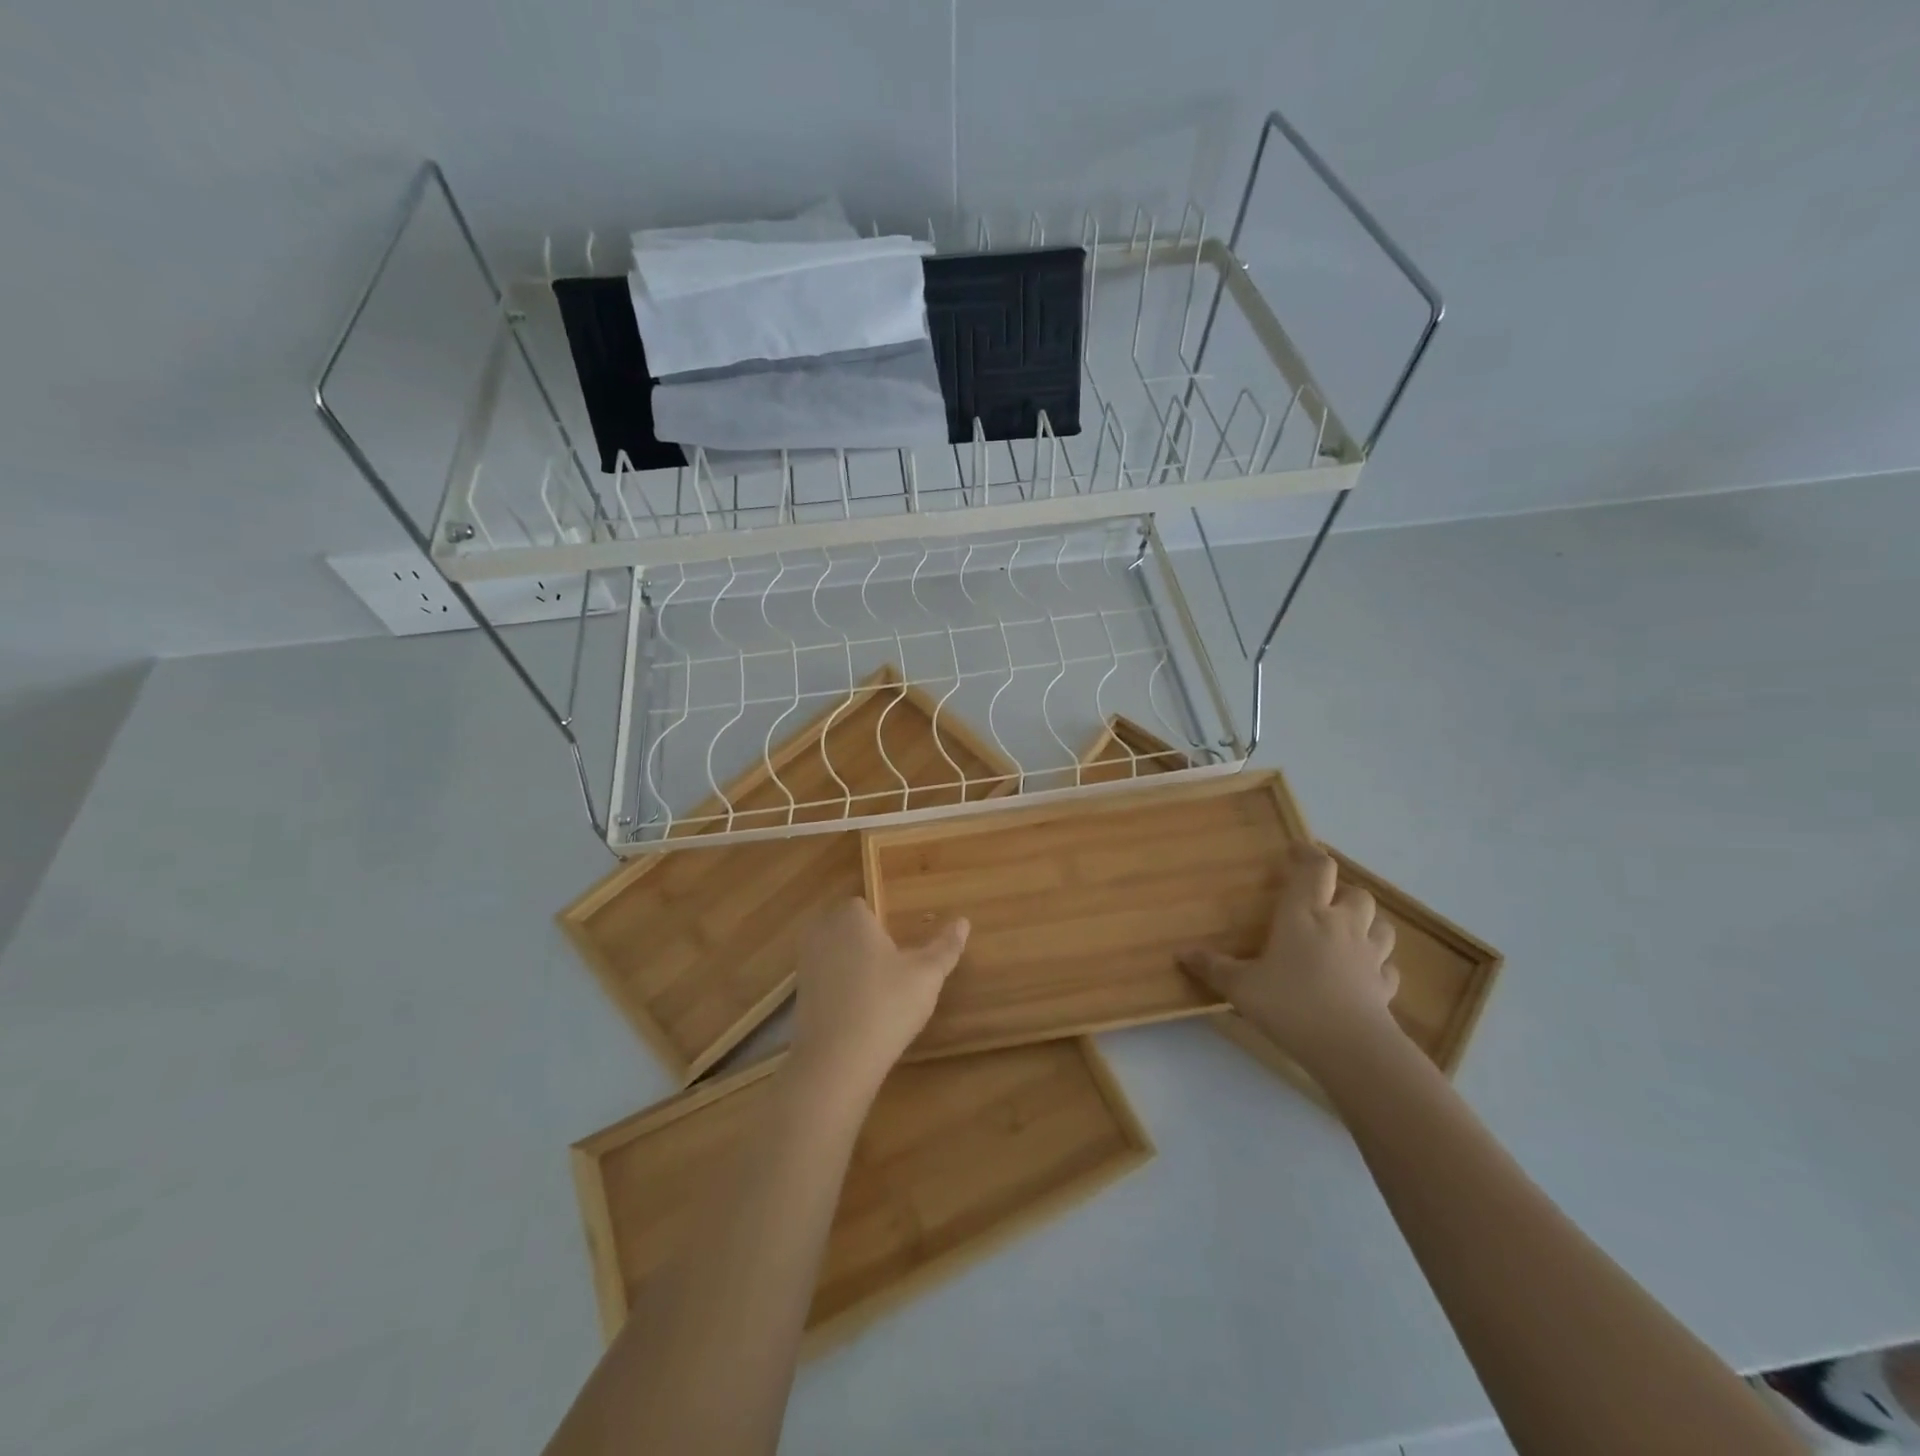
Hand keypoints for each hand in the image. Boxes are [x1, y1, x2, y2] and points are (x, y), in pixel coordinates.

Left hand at [788, 898, 969, 1099]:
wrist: (836, 1061)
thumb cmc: (887, 1005)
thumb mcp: (927, 975)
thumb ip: (946, 946)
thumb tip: (963, 922)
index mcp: (851, 917)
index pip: (864, 905)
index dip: (881, 923)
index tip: (899, 946)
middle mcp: (822, 932)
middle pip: (845, 927)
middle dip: (864, 940)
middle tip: (891, 966)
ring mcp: (806, 963)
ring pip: (832, 952)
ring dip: (849, 963)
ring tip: (878, 990)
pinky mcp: (799, 994)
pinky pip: (823, 978)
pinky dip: (838, 987)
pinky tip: (858, 1010)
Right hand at [1180, 842, 1400, 1072]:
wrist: (1351, 1048)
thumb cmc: (1290, 1004)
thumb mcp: (1241, 987)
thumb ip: (1213, 967)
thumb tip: (1180, 953)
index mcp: (1304, 914)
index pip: (1316, 869)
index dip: (1309, 855)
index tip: (1296, 850)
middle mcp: (1341, 925)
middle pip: (1356, 892)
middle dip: (1341, 890)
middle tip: (1321, 899)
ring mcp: (1369, 956)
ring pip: (1380, 925)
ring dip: (1367, 922)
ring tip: (1348, 930)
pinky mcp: (1384, 986)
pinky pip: (1387, 967)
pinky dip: (1378, 965)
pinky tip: (1364, 974)